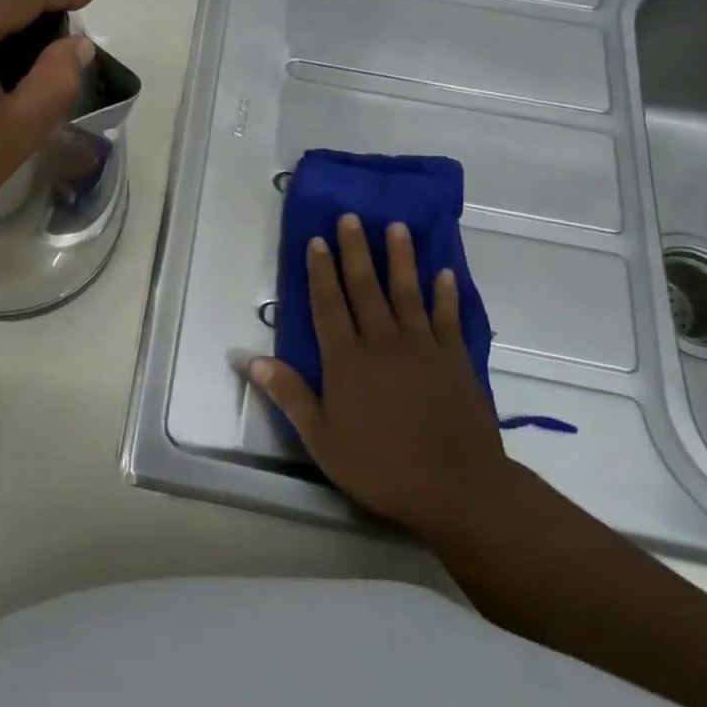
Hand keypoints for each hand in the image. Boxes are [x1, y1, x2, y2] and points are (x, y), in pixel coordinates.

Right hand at [246, 213, 512, 542]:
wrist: (457, 489)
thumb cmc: (381, 466)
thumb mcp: (322, 438)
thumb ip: (289, 394)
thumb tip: (248, 359)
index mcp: (347, 360)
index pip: (328, 304)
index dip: (320, 271)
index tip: (317, 240)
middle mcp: (382, 342)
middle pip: (365, 288)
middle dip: (356, 251)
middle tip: (351, 217)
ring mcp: (423, 348)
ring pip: (407, 293)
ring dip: (400, 258)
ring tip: (396, 227)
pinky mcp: (456, 361)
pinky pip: (449, 318)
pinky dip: (445, 294)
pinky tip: (444, 273)